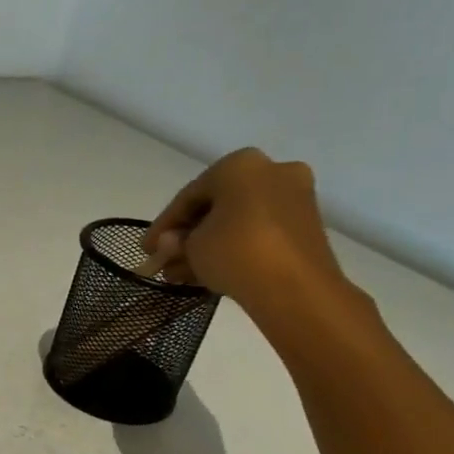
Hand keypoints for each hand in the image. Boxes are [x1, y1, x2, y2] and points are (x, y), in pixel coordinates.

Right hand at [142, 148, 352, 315]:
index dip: (163, 224)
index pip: (189, 195)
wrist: (296, 288)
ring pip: (236, 221)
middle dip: (187, 236)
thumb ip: (175, 241)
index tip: (146, 249)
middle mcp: (271, 171)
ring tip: (181, 274)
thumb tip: (171, 244)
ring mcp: (294, 198)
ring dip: (207, 245)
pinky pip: (258, 232)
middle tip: (165, 260)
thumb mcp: (190, 246)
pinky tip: (207, 272)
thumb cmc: (235, 252)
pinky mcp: (306, 226)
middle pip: (215, 206)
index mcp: (240, 164)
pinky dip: (233, 248)